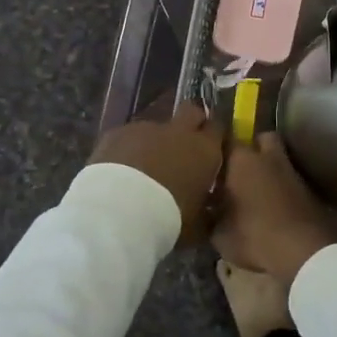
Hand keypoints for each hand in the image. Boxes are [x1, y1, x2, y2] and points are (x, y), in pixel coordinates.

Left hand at [90, 101, 224, 244]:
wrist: (118, 212)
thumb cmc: (168, 220)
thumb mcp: (197, 225)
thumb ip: (207, 211)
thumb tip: (209, 210)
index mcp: (205, 151)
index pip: (219, 128)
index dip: (214, 136)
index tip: (211, 149)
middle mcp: (179, 131)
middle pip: (191, 111)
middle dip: (190, 123)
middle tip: (183, 147)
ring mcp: (146, 128)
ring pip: (156, 127)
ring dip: (154, 142)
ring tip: (143, 169)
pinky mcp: (117, 132)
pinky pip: (128, 136)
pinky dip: (127, 149)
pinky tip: (119, 171)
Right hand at [212, 132, 336, 284]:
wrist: (304, 251)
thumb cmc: (254, 235)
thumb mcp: (219, 234)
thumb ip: (210, 217)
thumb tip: (208, 210)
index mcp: (241, 159)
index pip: (226, 138)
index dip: (218, 148)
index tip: (209, 161)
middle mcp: (268, 157)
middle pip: (260, 139)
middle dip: (250, 150)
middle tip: (236, 171)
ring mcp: (292, 171)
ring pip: (277, 159)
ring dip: (267, 170)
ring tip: (254, 191)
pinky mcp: (308, 189)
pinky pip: (288, 179)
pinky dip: (281, 187)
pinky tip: (272, 206)